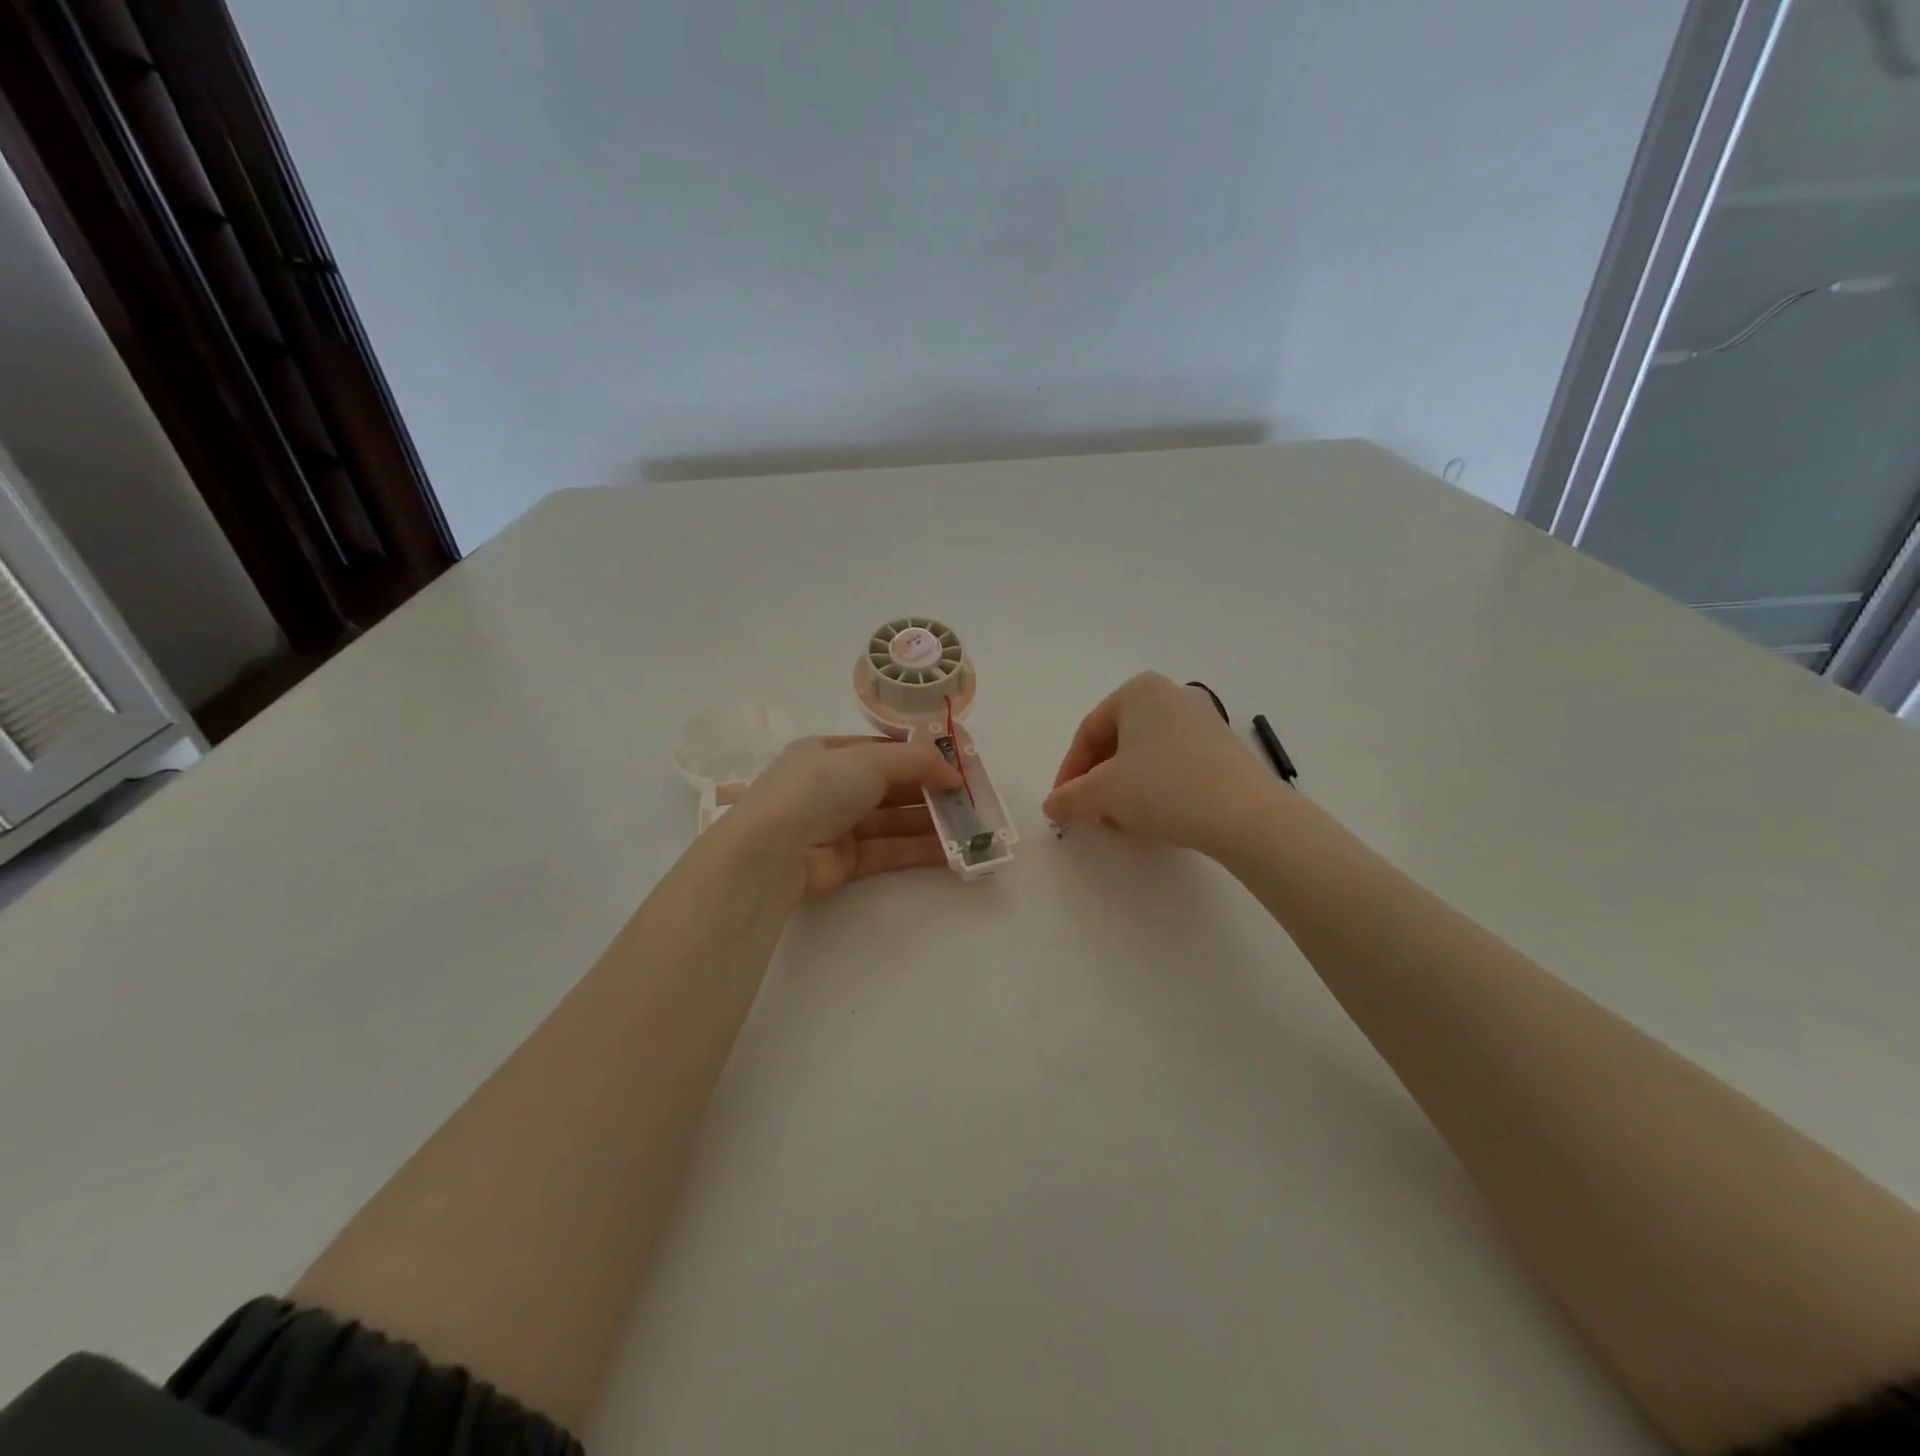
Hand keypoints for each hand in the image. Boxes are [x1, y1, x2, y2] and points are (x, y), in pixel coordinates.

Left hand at [714, 735, 963, 904]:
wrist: (773, 849)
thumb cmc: (818, 787)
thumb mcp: (870, 759)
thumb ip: (917, 762)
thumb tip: (954, 773)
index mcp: (828, 753)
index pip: (882, 750)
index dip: (920, 757)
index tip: (956, 766)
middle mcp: (832, 787)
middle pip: (891, 786)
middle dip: (930, 791)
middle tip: (969, 799)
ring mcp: (837, 825)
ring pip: (893, 820)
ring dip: (930, 821)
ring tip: (969, 826)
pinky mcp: (844, 861)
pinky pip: (888, 849)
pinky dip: (918, 848)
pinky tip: (950, 851)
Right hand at [1043, 672, 1278, 856]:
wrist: (1244, 815)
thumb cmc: (1163, 788)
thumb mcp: (1103, 794)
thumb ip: (1069, 798)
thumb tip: (1051, 806)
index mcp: (1138, 690)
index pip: (1089, 732)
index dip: (1069, 771)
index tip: (1062, 804)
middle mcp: (1172, 695)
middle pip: (1118, 741)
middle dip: (1098, 780)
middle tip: (1089, 812)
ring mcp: (1203, 720)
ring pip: (1146, 755)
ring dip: (1125, 788)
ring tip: (1120, 821)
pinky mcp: (1224, 749)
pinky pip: (1175, 764)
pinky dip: (1156, 788)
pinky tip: (1155, 818)